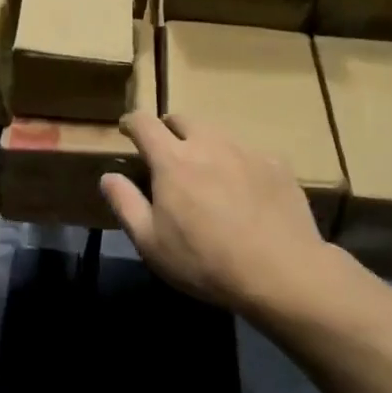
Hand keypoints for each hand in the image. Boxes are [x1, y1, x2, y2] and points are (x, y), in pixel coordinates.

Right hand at [101, 113, 335, 314]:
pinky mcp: (276, 164)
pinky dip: (237, 164)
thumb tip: (109, 176)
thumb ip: (125, 203)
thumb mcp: (151, 242)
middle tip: (167, 154)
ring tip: (206, 174)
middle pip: (182, 118)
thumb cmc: (205, 261)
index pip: (144, 122)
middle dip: (168, 129)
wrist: (282, 273)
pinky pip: (248, 153)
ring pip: (216, 133)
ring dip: (203, 145)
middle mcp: (208, 143)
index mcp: (172, 159)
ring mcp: (245, 150)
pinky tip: (244, 192)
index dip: (131, 123)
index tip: (127, 132)